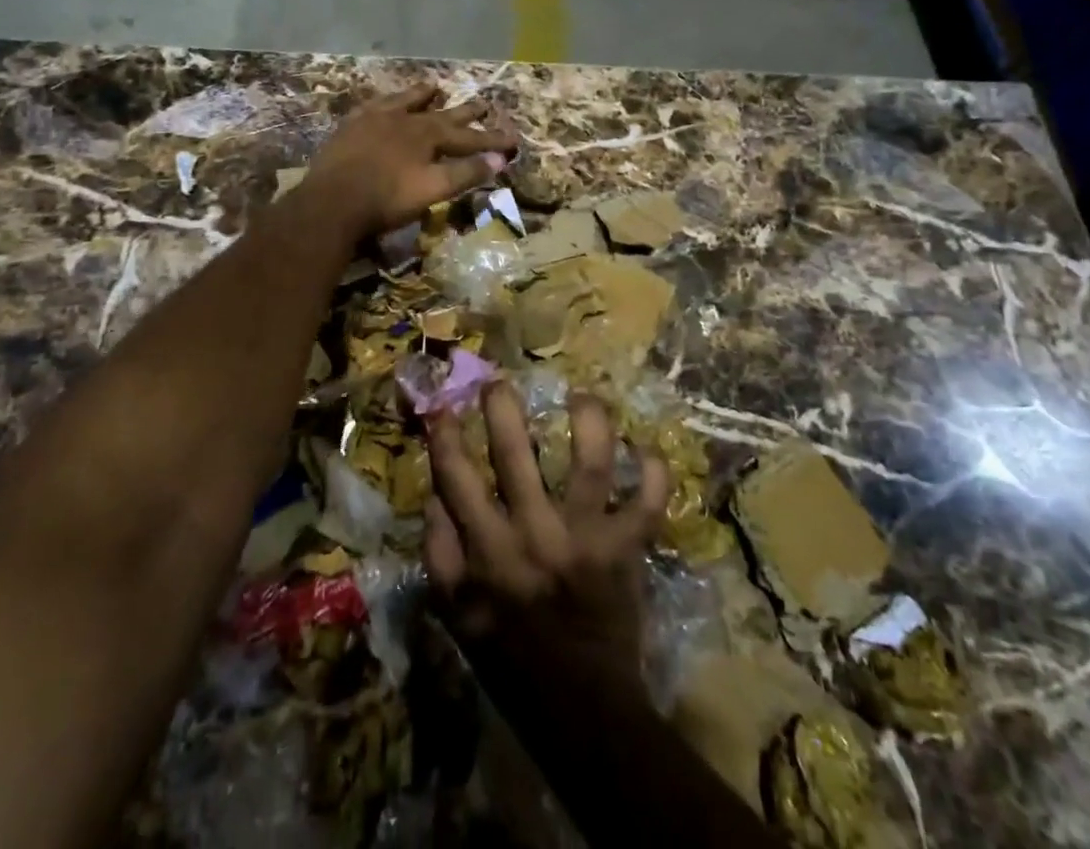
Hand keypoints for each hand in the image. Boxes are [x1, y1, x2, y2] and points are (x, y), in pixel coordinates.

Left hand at [301, 83, 518, 239]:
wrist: (332, 201)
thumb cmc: (387, 199)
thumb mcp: (433, 189)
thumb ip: (466, 172)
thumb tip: (501, 159)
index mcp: (427, 135)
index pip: (468, 136)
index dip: (491, 139)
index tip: (514, 139)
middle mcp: (404, 119)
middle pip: (440, 113)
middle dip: (464, 112)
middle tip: (483, 104)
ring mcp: (374, 119)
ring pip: (404, 101)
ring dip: (422, 95)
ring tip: (434, 86)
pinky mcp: (350, 127)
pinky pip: (372, 106)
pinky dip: (384, 103)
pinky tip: (383, 103)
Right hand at [423, 383, 668, 676]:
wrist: (580, 707)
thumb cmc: (511, 656)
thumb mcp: (455, 614)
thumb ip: (440, 553)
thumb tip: (435, 495)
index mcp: (488, 550)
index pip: (456, 478)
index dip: (446, 437)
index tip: (444, 407)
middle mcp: (534, 535)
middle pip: (515, 456)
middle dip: (503, 409)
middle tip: (499, 382)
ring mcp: (585, 539)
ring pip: (590, 464)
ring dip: (588, 422)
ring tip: (581, 396)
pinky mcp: (626, 550)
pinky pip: (648, 503)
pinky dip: (654, 474)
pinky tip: (648, 449)